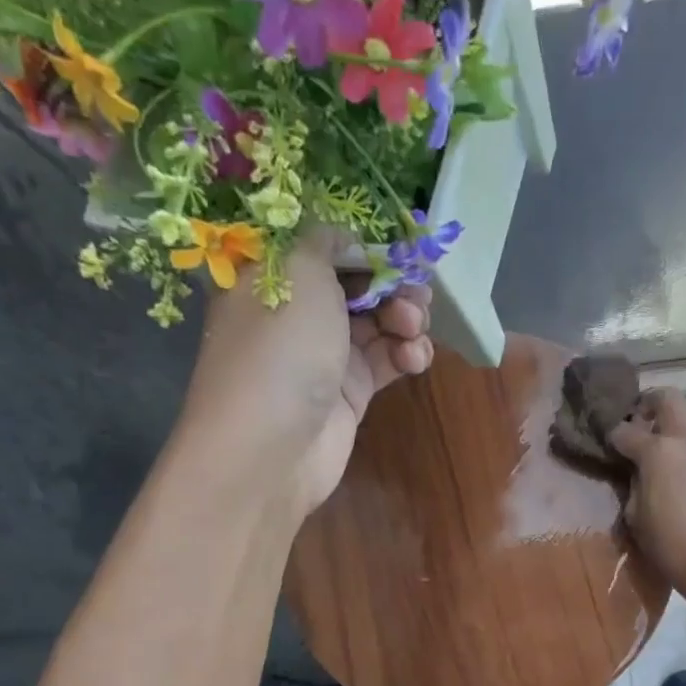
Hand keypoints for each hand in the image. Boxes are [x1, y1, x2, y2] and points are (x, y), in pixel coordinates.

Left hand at [184, 229, 432, 515]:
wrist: (271, 448)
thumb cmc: (281, 348)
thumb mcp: (299, 269)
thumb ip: (327, 241)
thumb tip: (344, 237)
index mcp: (270, 276)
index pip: (322, 246)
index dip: (362, 244)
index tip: (398, 248)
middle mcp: (295, 313)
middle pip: (356, 284)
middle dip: (392, 283)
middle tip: (415, 292)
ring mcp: (324, 355)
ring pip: (377, 323)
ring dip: (404, 319)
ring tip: (414, 328)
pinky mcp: (350, 392)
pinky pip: (386, 361)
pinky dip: (406, 354)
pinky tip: (415, 358)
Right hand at [609, 388, 685, 598]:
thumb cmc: (669, 543)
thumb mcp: (635, 516)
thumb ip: (633, 484)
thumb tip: (637, 472)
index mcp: (658, 451)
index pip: (626, 430)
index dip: (613, 435)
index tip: (609, 443)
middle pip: (667, 398)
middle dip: (649, 405)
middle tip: (639, 425)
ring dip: (673, 424)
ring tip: (662, 450)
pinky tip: (683, 472)